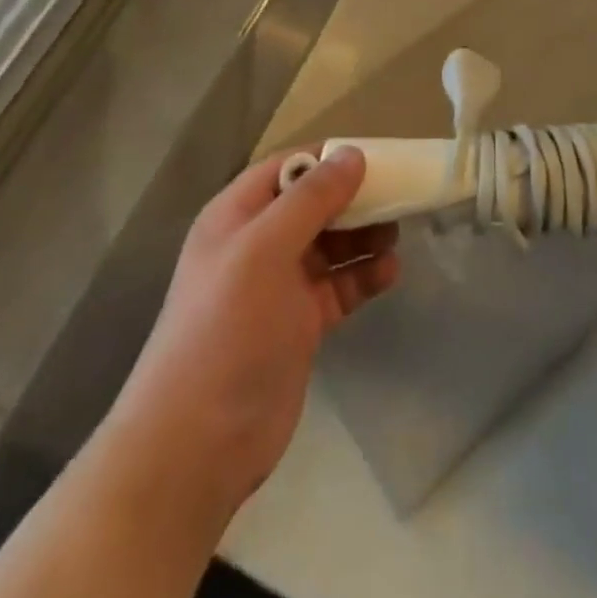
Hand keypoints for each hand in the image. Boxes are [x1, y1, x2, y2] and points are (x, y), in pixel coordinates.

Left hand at [101, 148, 399, 519]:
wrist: (198, 444)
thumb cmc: (228, 328)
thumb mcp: (266, 249)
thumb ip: (311, 199)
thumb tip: (352, 153)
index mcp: (237, 216)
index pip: (287, 168)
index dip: (327, 158)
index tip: (374, 156)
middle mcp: (257, 244)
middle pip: (313, 205)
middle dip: (354, 198)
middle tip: (397, 196)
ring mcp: (279, 286)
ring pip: (331, 244)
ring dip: (364, 236)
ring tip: (397, 234)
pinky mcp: (300, 324)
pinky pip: (339, 286)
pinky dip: (364, 276)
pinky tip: (390, 272)